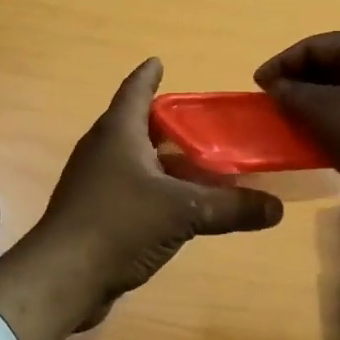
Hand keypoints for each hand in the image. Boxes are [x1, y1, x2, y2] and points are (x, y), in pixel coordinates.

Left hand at [0, 59, 284, 339]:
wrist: (62, 277)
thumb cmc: (118, 225)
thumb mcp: (182, 212)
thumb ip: (231, 207)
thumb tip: (276, 207)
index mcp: (118, 133)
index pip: (135, 90)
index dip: (149, 75)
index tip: (160, 62)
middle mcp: (103, 150)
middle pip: (137, 124)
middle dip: (167, 121)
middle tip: (202, 122)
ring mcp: (94, 182)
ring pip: (135, 159)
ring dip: (163, 159)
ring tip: (199, 163)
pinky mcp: (94, 213)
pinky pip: (130, 189)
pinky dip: (155, 189)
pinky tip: (178, 206)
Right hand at [255, 31, 339, 261]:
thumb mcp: (323, 113)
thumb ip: (292, 94)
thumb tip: (277, 86)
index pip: (317, 44)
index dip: (282, 63)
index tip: (258, 86)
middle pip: (336, 65)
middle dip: (301, 83)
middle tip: (276, 104)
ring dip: (320, 104)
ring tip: (296, 124)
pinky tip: (327, 141)